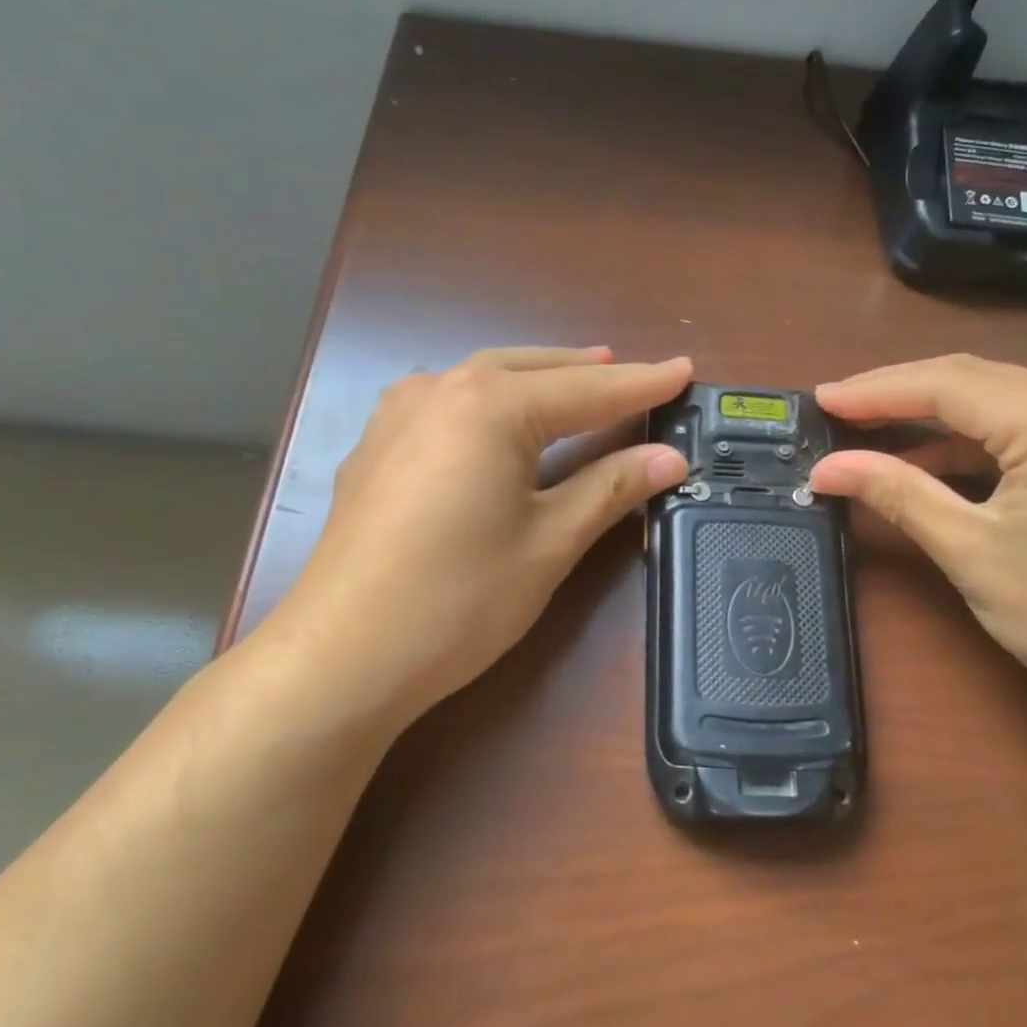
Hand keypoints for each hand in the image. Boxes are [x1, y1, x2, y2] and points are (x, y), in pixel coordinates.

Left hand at [259, 347, 690, 727]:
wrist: (343, 655)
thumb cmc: (459, 597)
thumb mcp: (550, 541)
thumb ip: (611, 488)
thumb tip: (670, 459)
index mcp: (491, 405)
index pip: (587, 390)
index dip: (641, 385)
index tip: (684, 372)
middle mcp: (441, 391)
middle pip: (531, 371)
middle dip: (585, 373)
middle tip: (631, 375)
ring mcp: (398, 416)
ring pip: (483, 381)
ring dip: (535, 380)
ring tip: (573, 384)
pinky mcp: (376, 449)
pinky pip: (448, 404)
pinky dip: (490, 403)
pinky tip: (498, 421)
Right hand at [810, 356, 1026, 742]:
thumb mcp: (971, 553)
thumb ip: (898, 493)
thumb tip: (825, 469)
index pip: (950, 384)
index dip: (877, 390)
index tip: (820, 400)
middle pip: (974, 378)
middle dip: (899, 394)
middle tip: (835, 411)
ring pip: (996, 396)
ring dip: (931, 413)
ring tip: (866, 428)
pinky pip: (1022, 421)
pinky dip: (970, 437)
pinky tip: (926, 456)